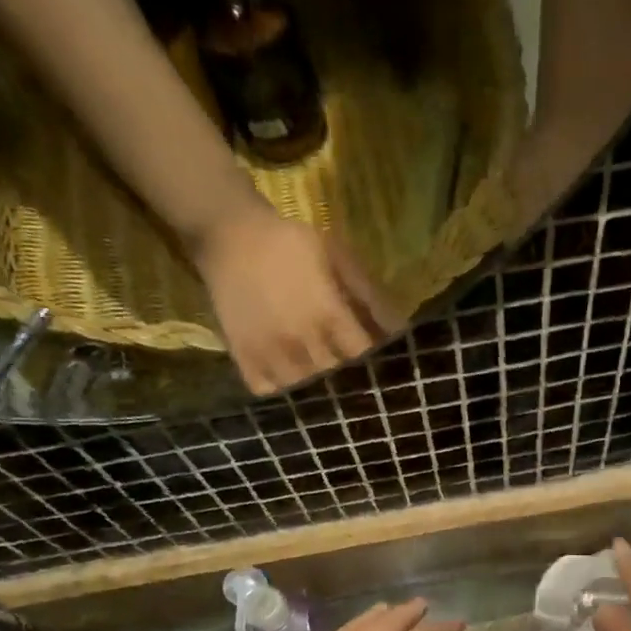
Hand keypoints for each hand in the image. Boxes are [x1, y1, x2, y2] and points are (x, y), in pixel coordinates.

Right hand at [189, 194, 404, 395]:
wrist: (227, 232)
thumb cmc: (291, 244)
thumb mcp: (339, 258)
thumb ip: (371, 297)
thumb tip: (403, 334)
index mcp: (328, 315)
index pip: (364, 359)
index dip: (378, 369)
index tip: (387, 374)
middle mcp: (301, 341)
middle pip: (338, 385)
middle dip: (354, 389)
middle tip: (363, 393)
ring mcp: (270, 354)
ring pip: (307, 396)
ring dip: (322, 397)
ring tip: (334, 398)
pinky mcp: (245, 359)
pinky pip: (272, 394)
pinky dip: (286, 396)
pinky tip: (297, 389)